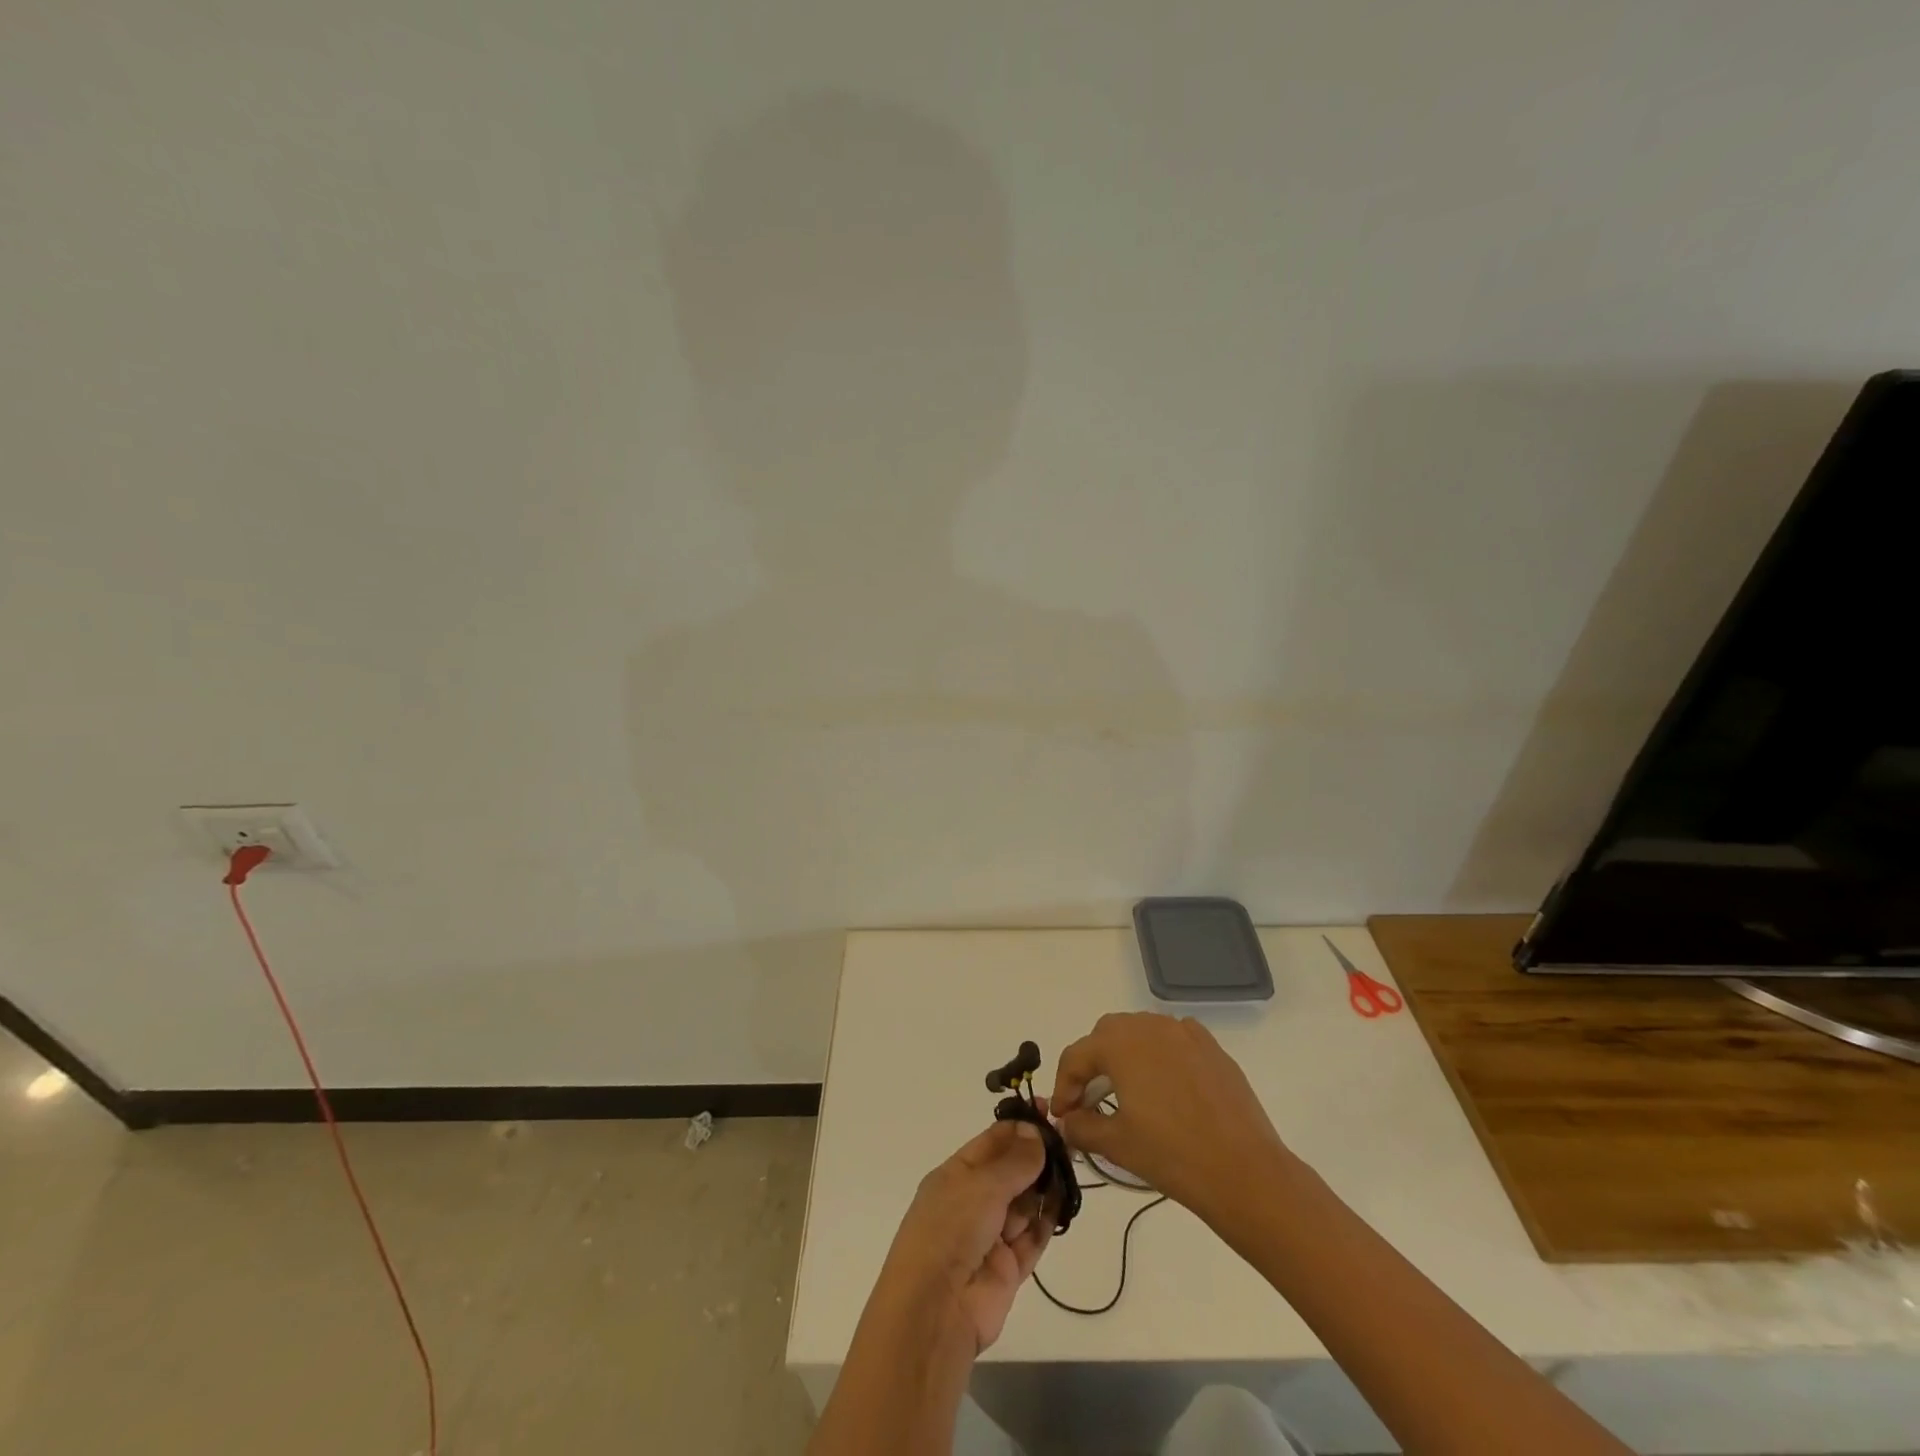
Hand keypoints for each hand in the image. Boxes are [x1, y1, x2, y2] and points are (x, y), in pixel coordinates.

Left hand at [868, 1118, 1054, 1353]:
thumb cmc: (951, 1229)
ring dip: (1044, 1187)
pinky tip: (1066, 1203)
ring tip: (1071, 1168)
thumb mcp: (982, 1185)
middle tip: (1068, 1142)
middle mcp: (972, 1202)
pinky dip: (1047, 1221)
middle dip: (1036, 1157)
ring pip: (1024, 1203)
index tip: (1050, 1112)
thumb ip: (1015, 1161)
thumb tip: (1036, 1132)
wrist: (936, 1310)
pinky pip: (1032, 1237)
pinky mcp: (1008, 1269)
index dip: (1020, 1127)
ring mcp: (990, 1236)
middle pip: (1010, 1172)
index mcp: (955, 1175)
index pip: (991, 1142)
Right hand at [1050, 1012, 1289, 1223]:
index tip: (1063, 1117)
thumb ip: (1082, 1127)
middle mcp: (1149, 1026)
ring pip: (1141, 1031)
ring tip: (1127, 1093)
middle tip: (1090, 1102)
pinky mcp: (1212, 1048)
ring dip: (1125, 1055)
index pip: (1077, 1056)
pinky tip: (1165, 1084)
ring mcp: (1184, 1033)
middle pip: (1106, 1035)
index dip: (1064, 1087)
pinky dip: (1160, 1053)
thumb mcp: (1116, 1144)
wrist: (1244, 1172)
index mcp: (1120, 1044)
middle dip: (1092, 1064)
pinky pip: (1174, 1038)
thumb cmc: (1172, 1155)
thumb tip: (1067, 1122)